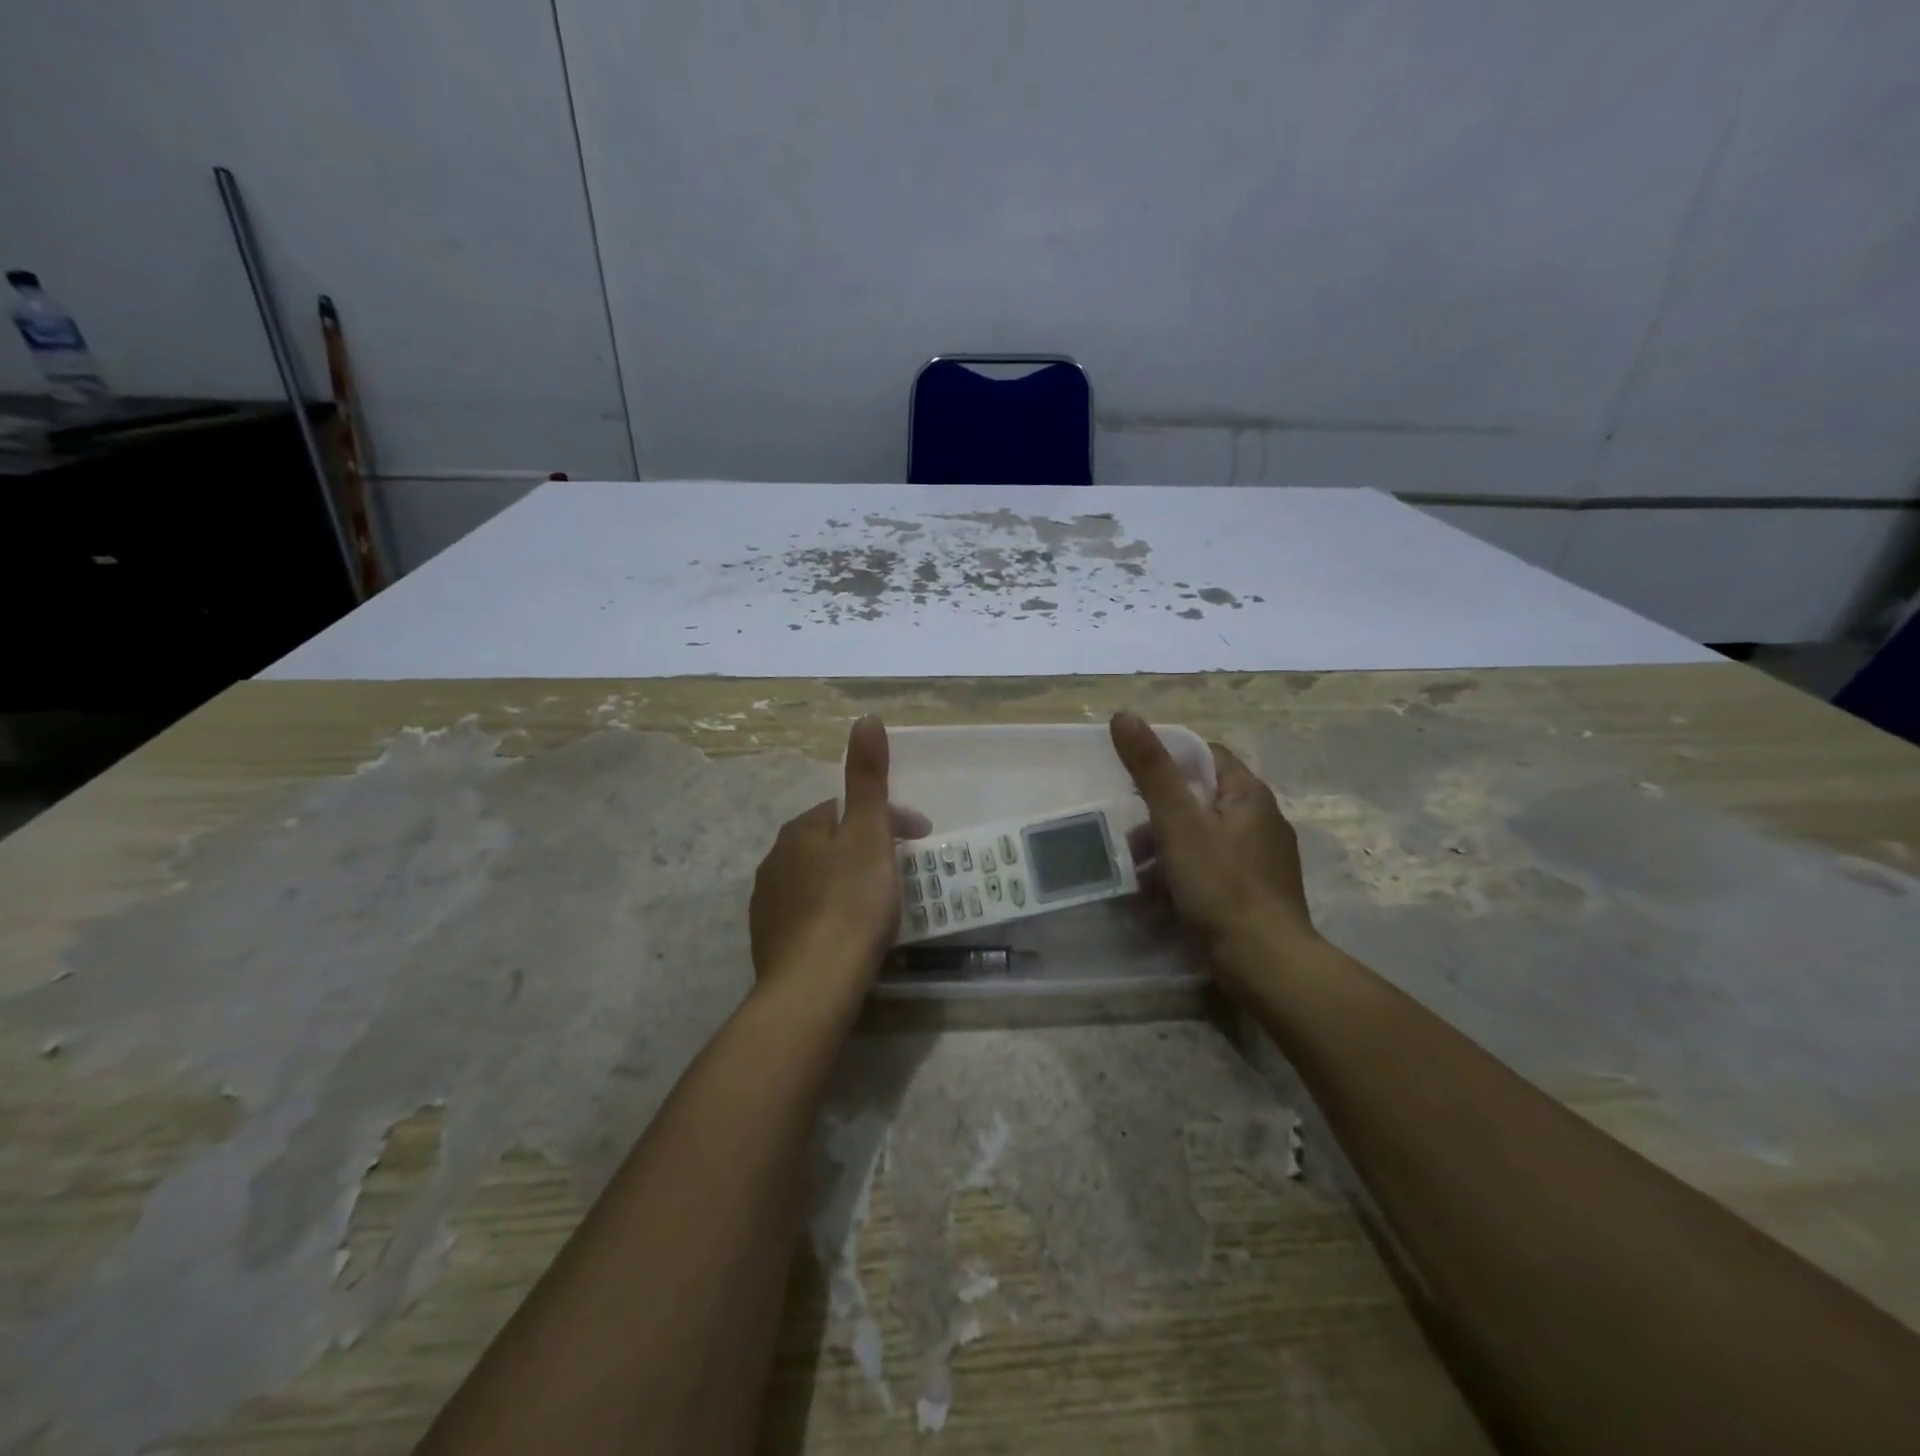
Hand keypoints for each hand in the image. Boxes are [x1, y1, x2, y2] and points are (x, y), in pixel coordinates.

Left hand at [749, 716, 929, 996]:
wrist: (813, 986)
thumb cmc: (850, 903)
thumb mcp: (868, 833)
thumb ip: (867, 777)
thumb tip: (866, 717)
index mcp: (799, 830)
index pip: (846, 808)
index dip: (888, 817)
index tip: (921, 838)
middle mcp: (775, 860)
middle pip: (830, 842)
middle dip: (866, 848)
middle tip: (903, 871)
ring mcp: (768, 903)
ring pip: (817, 877)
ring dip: (847, 880)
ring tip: (880, 904)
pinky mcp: (770, 942)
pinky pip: (808, 913)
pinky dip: (831, 912)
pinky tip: (849, 934)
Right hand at [1110, 711, 1316, 970]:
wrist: (1265, 962)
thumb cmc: (1220, 883)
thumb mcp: (1178, 821)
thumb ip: (1151, 769)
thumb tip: (1124, 715)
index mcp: (1249, 795)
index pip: (1208, 756)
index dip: (1170, 759)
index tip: (1135, 778)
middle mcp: (1263, 821)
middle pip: (1203, 798)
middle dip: (1162, 812)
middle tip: (1129, 831)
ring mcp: (1263, 860)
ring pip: (1205, 837)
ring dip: (1168, 848)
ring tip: (1136, 869)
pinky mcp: (1257, 893)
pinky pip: (1213, 869)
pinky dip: (1185, 875)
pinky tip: (1160, 897)